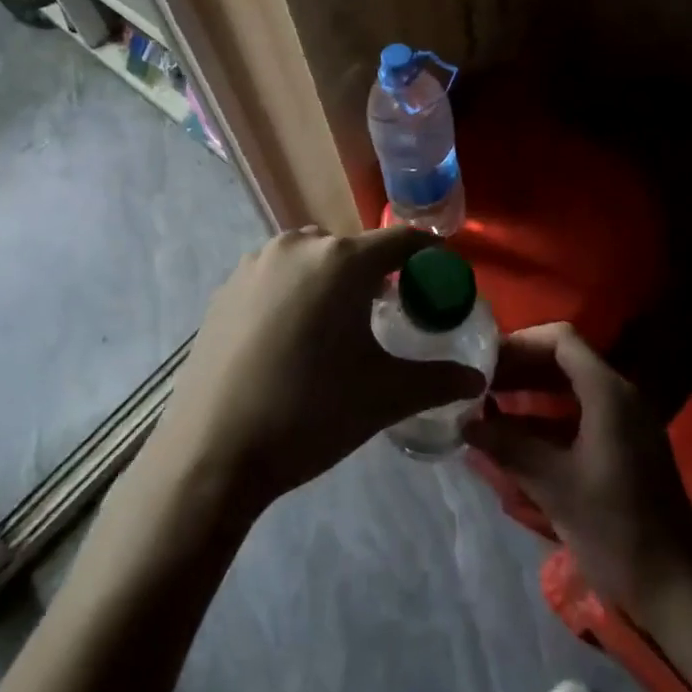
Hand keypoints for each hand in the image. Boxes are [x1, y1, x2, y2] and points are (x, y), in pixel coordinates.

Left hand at [153, 226, 485, 510]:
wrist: (213, 450)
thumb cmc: (310, 413)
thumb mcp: (384, 396)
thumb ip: (437, 380)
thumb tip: (477, 378)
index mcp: (342, 261)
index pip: (401, 240)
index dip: (427, 254)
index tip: (439, 275)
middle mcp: (298, 245)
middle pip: (352, 248)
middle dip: (374, 274)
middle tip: (385, 313)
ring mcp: (256, 262)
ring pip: (311, 257)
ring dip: (330, 279)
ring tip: (334, 327)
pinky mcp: (227, 286)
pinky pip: (276, 274)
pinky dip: (294, 291)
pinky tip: (290, 337)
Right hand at [465, 323, 691, 620]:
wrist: (679, 593)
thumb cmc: (617, 530)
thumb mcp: (555, 486)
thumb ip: (508, 447)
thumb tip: (465, 423)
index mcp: (609, 393)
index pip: (561, 340)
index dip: (520, 343)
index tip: (485, 361)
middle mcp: (620, 397)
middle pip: (563, 361)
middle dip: (520, 367)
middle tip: (478, 382)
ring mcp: (624, 424)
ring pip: (569, 389)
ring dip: (530, 393)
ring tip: (487, 406)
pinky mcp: (623, 449)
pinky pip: (578, 415)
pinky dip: (545, 418)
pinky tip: (513, 437)